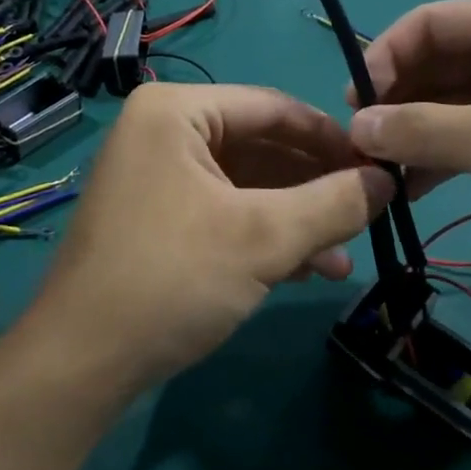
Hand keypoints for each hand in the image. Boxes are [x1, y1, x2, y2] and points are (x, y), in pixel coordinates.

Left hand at [32, 84, 393, 394]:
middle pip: (260, 146)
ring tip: (345, 253)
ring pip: (246, 184)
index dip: (332, 138)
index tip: (382, 167)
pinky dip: (265, 235)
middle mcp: (163, 131)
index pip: (273, 107)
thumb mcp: (263, 238)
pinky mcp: (158, 217)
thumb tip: (388, 181)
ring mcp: (157, 175)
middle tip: (369, 211)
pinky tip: (309, 268)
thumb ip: (333, 203)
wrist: (82, 362)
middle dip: (316, 185)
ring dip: (296, 217)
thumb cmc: (172, 278)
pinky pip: (224, 210)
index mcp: (176, 110)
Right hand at [347, 0, 470, 293]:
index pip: (431, 22)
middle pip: (435, 60)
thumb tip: (356, 128)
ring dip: (412, 130)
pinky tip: (409, 185)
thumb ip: (427, 130)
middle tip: (360, 142)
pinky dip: (437, 152)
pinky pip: (466, 129)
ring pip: (446, 98)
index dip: (385, 57)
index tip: (355, 105)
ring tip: (377, 167)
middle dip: (396, 99)